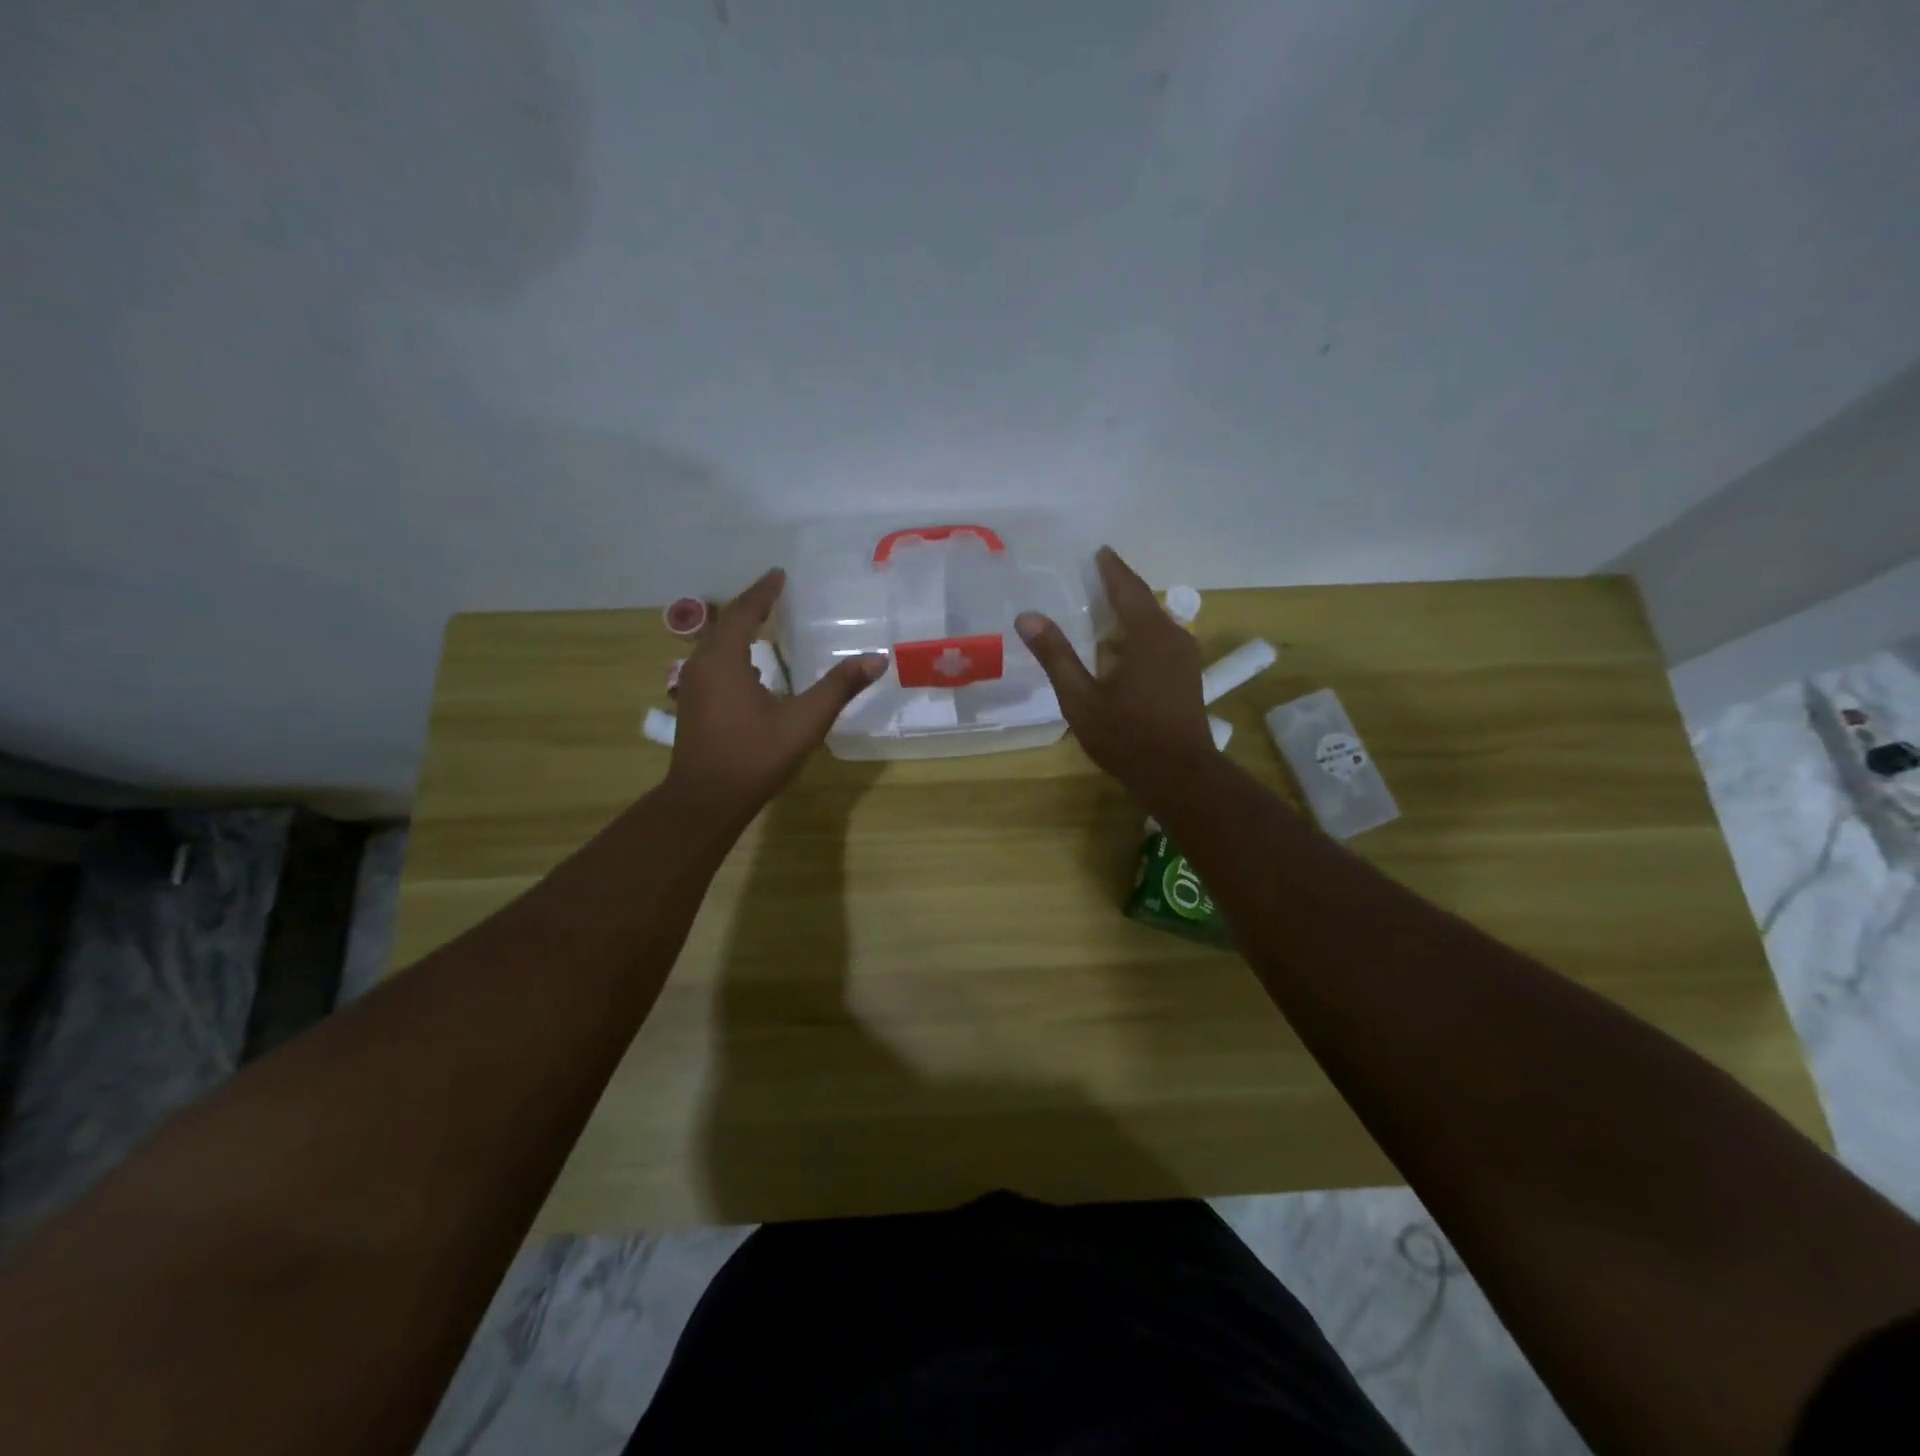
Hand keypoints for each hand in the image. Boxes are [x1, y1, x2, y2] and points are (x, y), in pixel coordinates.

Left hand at [668, 569, 886, 816]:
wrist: (706, 800)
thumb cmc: (755, 756)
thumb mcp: (804, 721)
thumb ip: (839, 688)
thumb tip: (876, 659)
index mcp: (724, 661)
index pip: (743, 613)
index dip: (763, 592)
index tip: (779, 574)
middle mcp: (702, 666)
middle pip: (724, 624)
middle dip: (750, 607)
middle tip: (775, 594)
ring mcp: (693, 687)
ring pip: (715, 646)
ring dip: (738, 630)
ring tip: (764, 623)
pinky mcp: (693, 706)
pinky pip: (713, 664)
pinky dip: (732, 653)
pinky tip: (751, 669)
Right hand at [1016, 546, 1218, 803]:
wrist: (1180, 775)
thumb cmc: (1127, 736)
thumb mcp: (1082, 699)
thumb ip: (1056, 656)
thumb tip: (1028, 617)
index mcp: (1147, 635)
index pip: (1127, 588)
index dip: (1111, 569)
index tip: (1099, 551)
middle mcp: (1173, 637)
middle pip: (1143, 604)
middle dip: (1119, 590)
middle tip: (1093, 580)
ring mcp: (1185, 658)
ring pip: (1154, 625)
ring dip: (1130, 617)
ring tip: (1102, 615)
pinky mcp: (1187, 678)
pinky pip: (1161, 643)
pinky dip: (1139, 638)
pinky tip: (1121, 653)